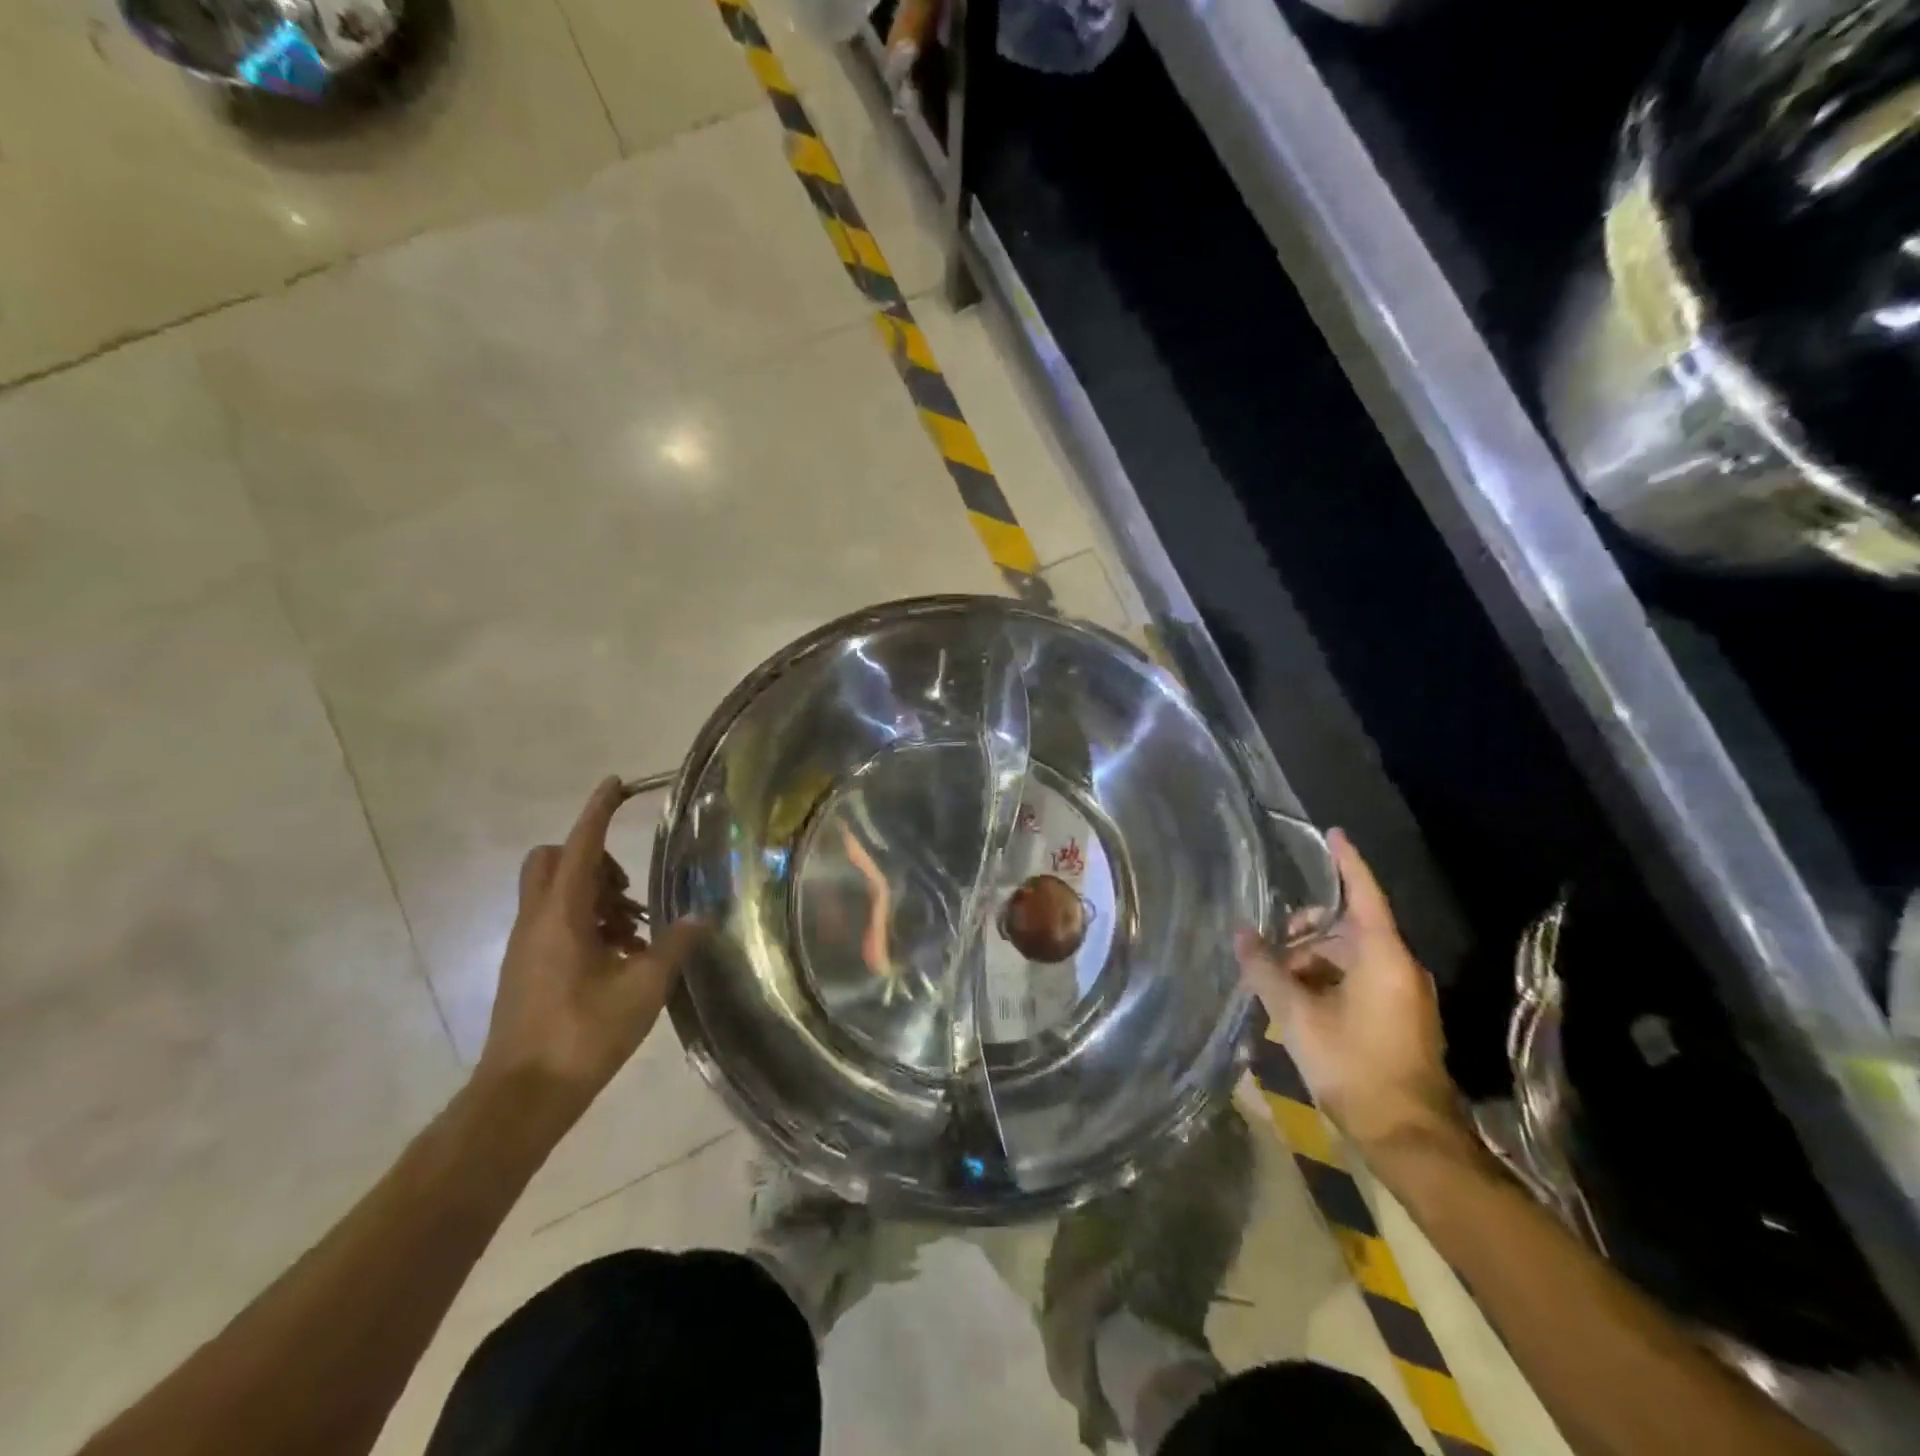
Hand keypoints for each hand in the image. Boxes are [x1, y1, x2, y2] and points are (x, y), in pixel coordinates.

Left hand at [475, 777, 702, 1116]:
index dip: (599, 811)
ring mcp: (526, 945)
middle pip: (555, 861)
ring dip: (596, 896)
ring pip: (556, 893)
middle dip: (595, 859)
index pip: (582, 846)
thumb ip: (674, 945)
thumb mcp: (642, 987)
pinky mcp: (526, 968)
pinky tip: (620, 958)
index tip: (617, 784)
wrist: (522, 1097)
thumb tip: (700, 917)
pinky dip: (587, 923)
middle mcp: (536, 920)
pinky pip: (554, 922)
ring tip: (636, 933)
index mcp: (561, 915)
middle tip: (631, 889)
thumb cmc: (582, 1035)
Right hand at [1237, 830, 1468, 1163]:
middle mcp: (1401, 968)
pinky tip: (1299, 1003)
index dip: (1347, 862)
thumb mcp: (1298, 1015)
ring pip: (1351, 958)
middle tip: (1270, 950)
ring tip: (1277, 984)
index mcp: (1383, 957)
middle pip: (1349, 929)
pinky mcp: (1402, 1018)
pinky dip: (1328, 981)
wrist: (1409, 1137)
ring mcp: (1405, 995)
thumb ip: (1266, 970)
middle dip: (1307, 932)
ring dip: (1313, 962)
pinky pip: (1360, 981)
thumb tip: (1240, 933)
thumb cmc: (1354, 1066)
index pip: (1364, 893)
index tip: (1332, 834)